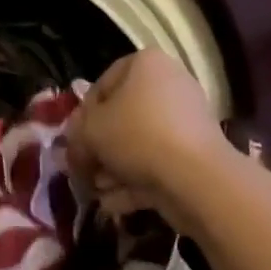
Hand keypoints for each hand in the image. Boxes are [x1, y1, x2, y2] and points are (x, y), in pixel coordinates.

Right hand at [65, 50, 233, 230]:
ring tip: (97, 194)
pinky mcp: (196, 155)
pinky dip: (136, 183)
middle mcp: (168, 84)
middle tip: (84, 172)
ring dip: (115, 169)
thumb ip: (76, 136)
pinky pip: (159, 164)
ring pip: (140, 144)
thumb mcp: (92, 131)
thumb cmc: (138, 136)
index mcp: (145, 63)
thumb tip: (73, 148)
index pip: (102, 85)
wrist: (197, 178)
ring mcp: (186, 120)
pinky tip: (114, 205)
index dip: (82, 117)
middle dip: (100, 149)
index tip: (73, 145)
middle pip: (122, 117)